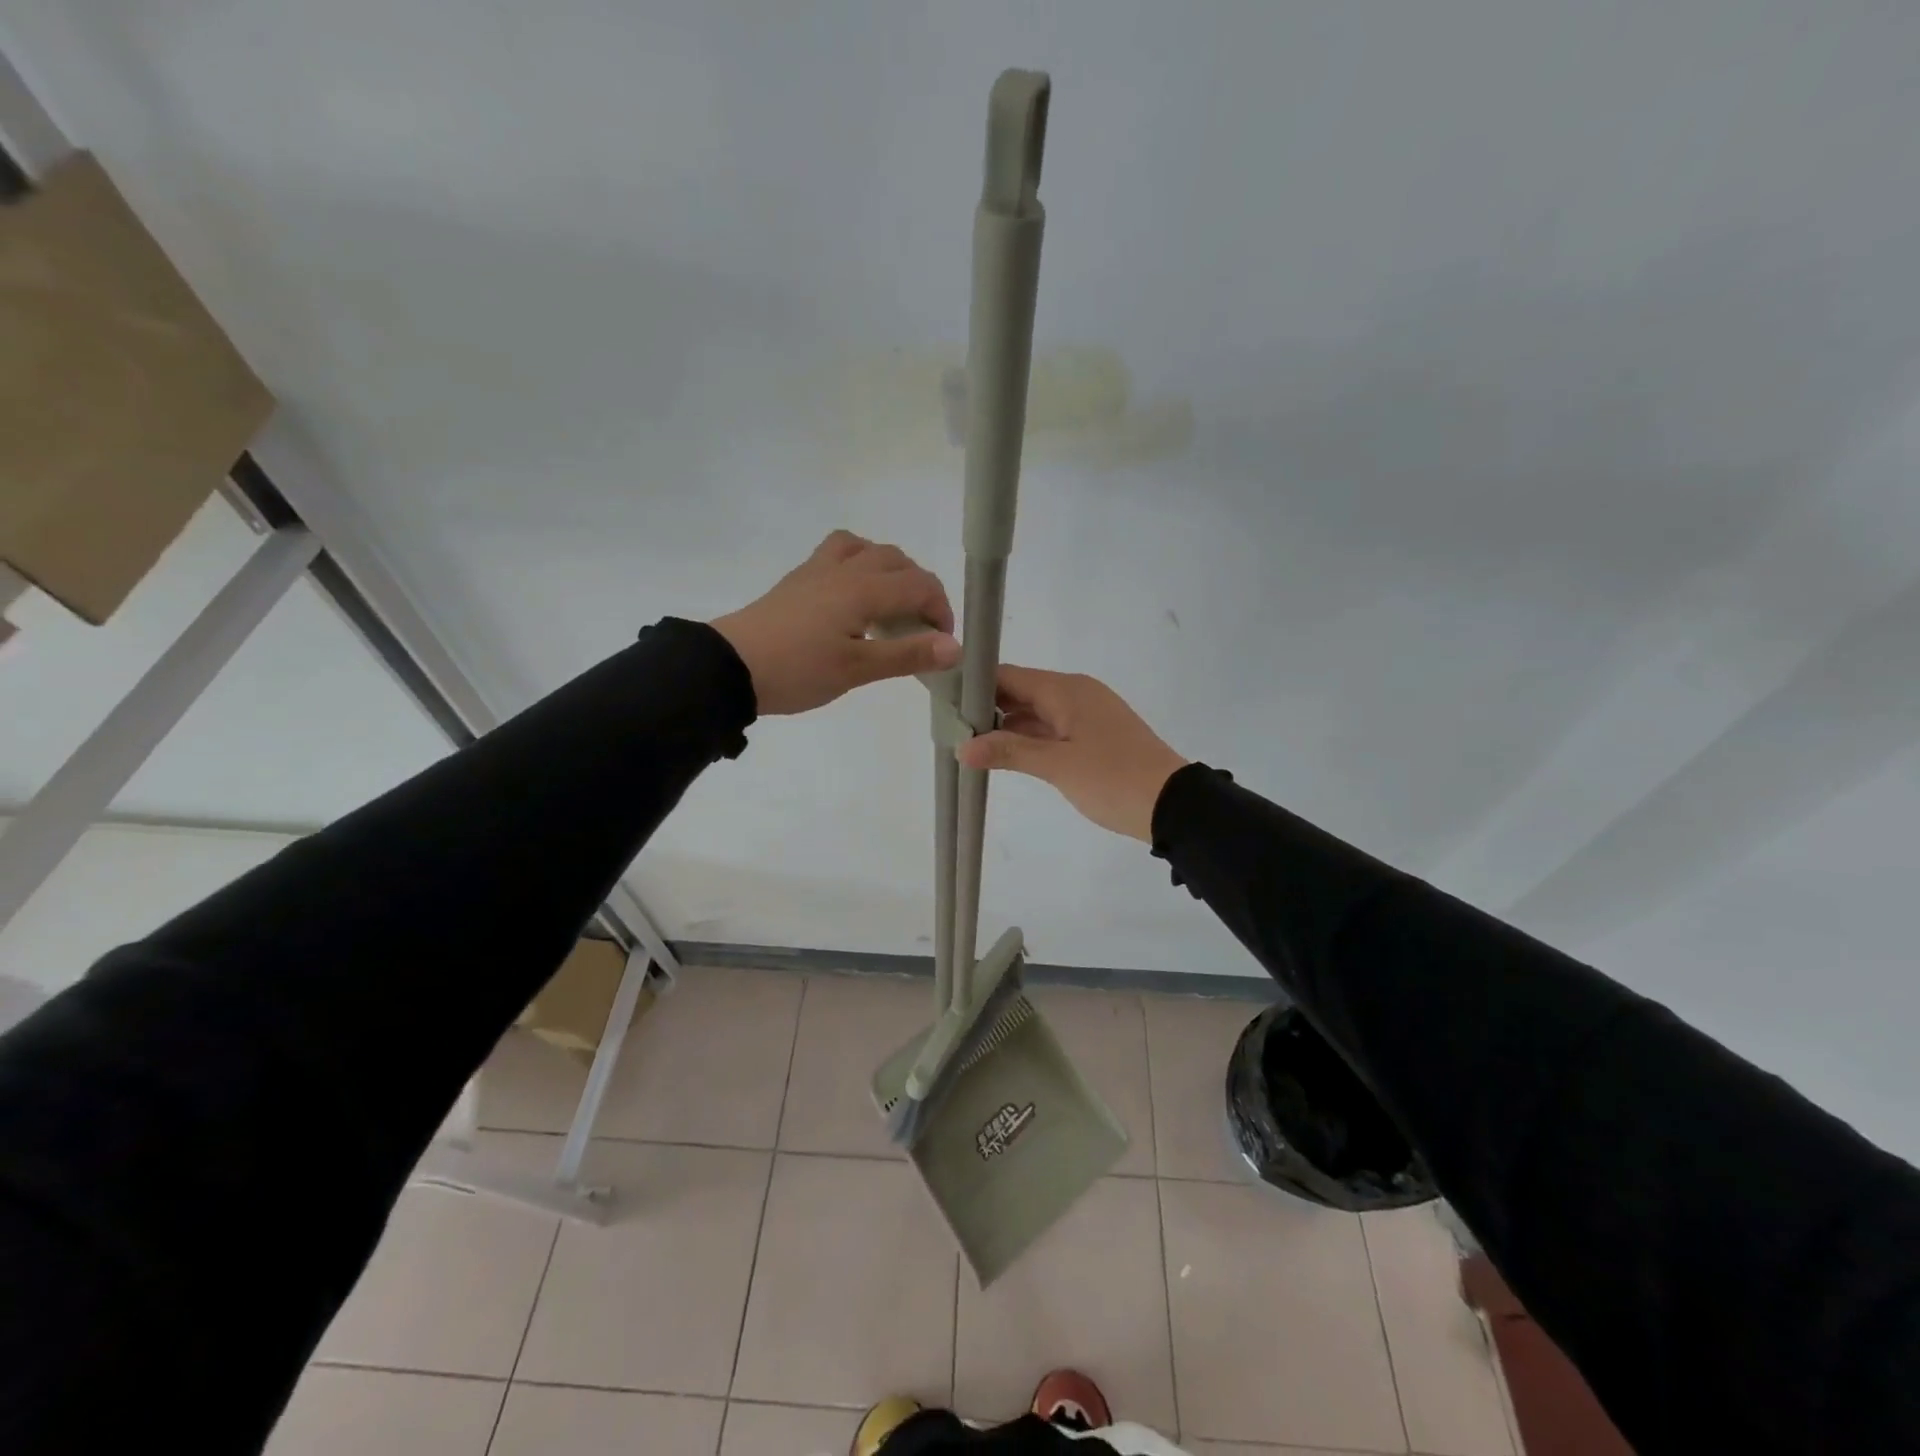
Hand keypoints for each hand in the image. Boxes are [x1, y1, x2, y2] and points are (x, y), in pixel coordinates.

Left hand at [711, 531, 959, 714]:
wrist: (730, 667)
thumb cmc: (798, 670)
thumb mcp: (857, 669)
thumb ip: (907, 655)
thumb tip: (955, 647)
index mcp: (864, 589)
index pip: (920, 585)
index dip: (941, 610)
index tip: (941, 644)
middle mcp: (845, 569)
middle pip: (898, 561)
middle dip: (920, 589)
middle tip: (920, 628)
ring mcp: (818, 570)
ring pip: (867, 548)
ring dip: (890, 569)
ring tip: (890, 604)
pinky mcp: (799, 579)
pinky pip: (838, 552)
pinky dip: (859, 563)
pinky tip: (852, 595)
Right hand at [955, 665, 1187, 840]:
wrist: (1173, 804)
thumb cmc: (1113, 779)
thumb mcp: (1058, 766)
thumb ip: (1010, 751)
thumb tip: (963, 746)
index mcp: (1066, 690)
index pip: (1008, 675)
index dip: (975, 684)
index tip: (943, 700)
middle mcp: (1075, 693)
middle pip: (1019, 691)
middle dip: (985, 708)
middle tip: (948, 727)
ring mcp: (1085, 714)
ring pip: (1034, 712)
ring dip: (1005, 726)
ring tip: (965, 742)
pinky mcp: (1092, 735)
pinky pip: (1050, 728)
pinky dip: (1027, 738)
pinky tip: (1002, 754)